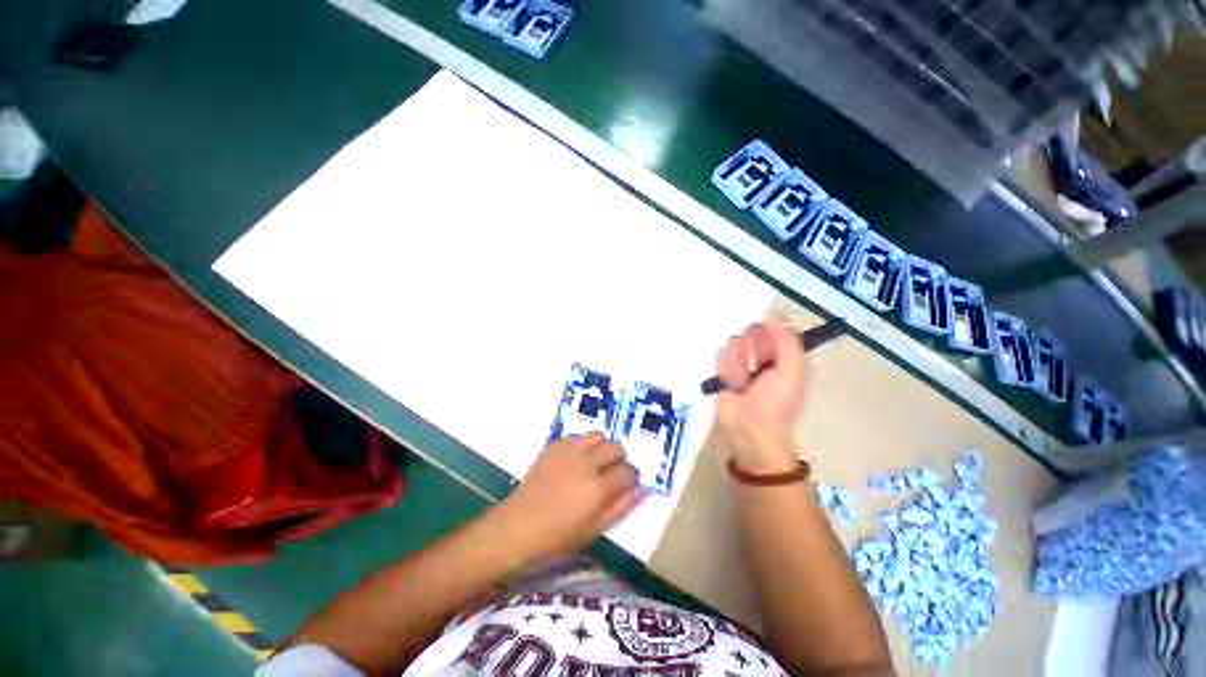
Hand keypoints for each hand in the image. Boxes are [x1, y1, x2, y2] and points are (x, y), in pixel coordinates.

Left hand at [492, 434, 645, 565]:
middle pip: (616, 448)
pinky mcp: (555, 445)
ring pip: (599, 436)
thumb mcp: (595, 529)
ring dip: (602, 448)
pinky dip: (584, 445)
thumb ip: (622, 506)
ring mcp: (569, 451)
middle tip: (611, 473)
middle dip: (619, 459)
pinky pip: (579, 436)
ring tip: (594, 464)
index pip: (627, 471)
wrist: (518, 526)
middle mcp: (585, 463)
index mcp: (597, 489)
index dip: (631, 476)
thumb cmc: (558, 537)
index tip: (627, 482)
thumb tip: (644, 488)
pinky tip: (576, 462)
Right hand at [714, 315, 808, 472]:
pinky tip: (732, 382)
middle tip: (753, 365)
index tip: (762, 338)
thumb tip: (770, 316)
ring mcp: (742, 362)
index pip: (774, 328)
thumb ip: (786, 341)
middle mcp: (763, 355)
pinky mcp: (723, 369)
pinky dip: (727, 369)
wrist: (748, 429)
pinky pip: (721, 355)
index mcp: (784, 355)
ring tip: (742, 381)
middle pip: (751, 332)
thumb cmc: (776, 402)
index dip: (767, 330)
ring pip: (734, 342)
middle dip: (750, 348)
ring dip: (738, 362)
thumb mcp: (792, 371)